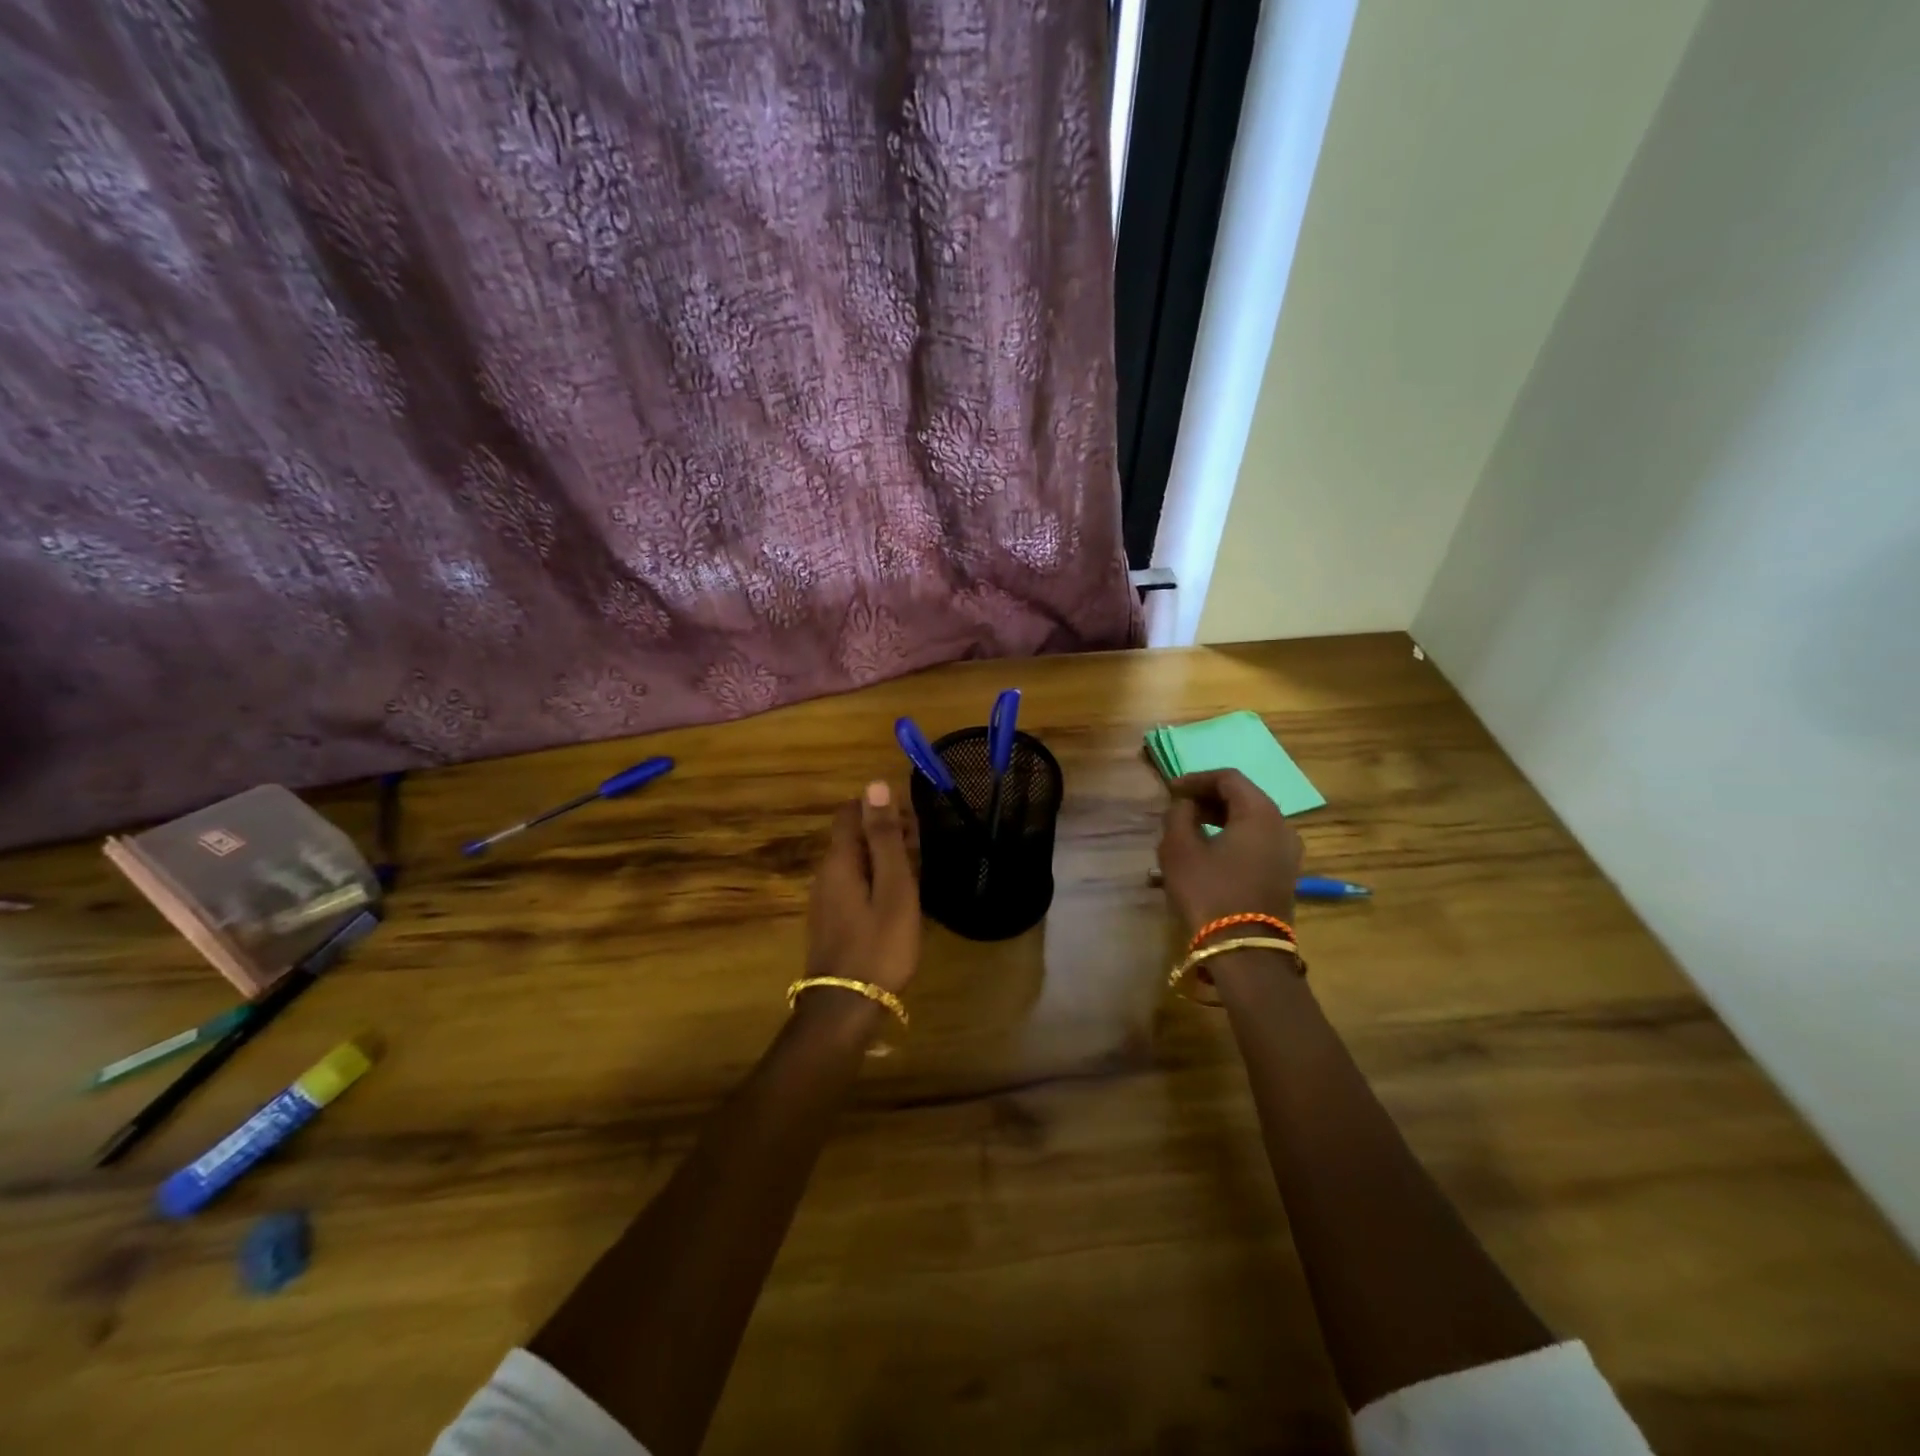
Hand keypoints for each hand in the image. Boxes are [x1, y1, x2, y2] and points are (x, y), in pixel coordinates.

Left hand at [806, 781, 921, 993]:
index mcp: (839, 860)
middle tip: (922, 852)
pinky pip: (856, 886)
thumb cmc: (879, 944)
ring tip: (918, 876)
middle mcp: (826, 873)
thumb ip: (884, 837)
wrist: (846, 1008)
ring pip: (857, 862)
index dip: (881, 808)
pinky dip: (878, 882)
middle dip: (887, 833)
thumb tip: (874, 784)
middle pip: (854, 836)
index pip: (851, 811)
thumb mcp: (893, 887)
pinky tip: (900, 902)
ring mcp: (827, 899)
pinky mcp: (833, 921)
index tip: (912, 822)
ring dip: (885, 860)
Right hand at [1156, 769, 1303, 937]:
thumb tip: (1185, 805)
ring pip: (1250, 822)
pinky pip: (1256, 843)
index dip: (1196, 779)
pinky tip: (1206, 854)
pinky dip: (1231, 839)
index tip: (1170, 790)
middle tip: (1178, 808)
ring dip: (1218, 820)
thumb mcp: (1179, 849)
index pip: (1228, 778)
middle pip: (1243, 798)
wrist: (1245, 952)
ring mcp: (1288, 853)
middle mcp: (1282, 826)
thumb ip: (1178, 815)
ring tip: (1187, 831)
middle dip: (1208, 799)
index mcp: (1260, 812)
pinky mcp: (1284, 875)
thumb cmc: (1209, 893)